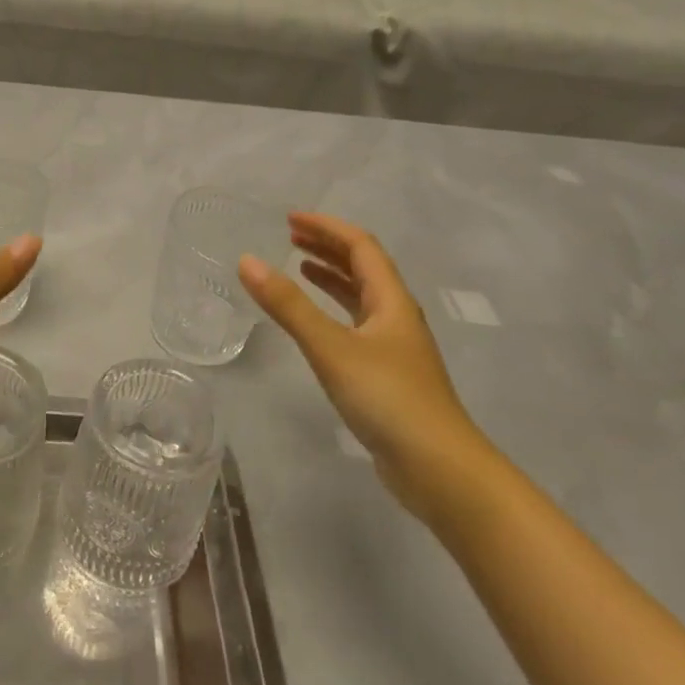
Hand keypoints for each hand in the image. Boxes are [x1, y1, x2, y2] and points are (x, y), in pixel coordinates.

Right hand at [240, 212, 497, 517]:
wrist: (438, 467)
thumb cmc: (387, 398)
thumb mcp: (331, 347)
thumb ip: (288, 306)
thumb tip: (247, 261)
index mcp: (391, 301)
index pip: (360, 247)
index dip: (327, 227)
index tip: (290, 218)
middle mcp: (396, 316)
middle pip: (364, 268)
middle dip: (328, 247)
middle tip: (290, 236)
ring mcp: (394, 347)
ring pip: (361, 297)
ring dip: (332, 277)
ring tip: (299, 268)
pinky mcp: (386, 374)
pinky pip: (356, 325)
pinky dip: (333, 311)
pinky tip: (316, 324)